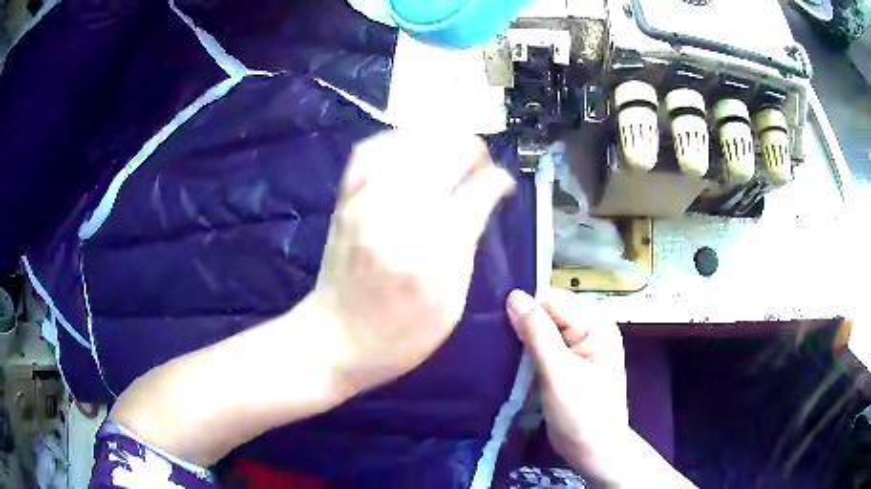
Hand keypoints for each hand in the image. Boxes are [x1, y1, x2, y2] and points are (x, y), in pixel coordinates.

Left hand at [311, 130, 514, 393]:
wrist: (335, 338)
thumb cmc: (401, 334)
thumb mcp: (452, 303)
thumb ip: (469, 245)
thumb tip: (484, 198)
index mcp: (434, 250)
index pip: (477, 190)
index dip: (497, 180)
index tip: (502, 184)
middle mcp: (399, 214)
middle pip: (444, 153)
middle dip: (472, 151)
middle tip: (479, 167)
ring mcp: (366, 201)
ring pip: (409, 143)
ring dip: (439, 140)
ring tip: (451, 153)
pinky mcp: (345, 200)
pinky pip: (369, 150)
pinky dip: (395, 140)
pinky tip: (410, 148)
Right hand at [506, 288, 628, 478]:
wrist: (594, 451)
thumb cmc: (582, 414)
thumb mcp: (559, 373)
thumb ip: (538, 333)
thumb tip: (514, 295)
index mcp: (596, 325)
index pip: (554, 301)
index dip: (526, 309)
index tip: (494, 321)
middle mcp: (589, 330)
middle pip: (549, 314)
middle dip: (522, 325)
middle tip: (492, 338)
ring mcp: (579, 349)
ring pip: (543, 332)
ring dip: (522, 341)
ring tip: (496, 350)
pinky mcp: (568, 366)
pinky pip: (543, 350)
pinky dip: (526, 355)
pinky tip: (508, 362)